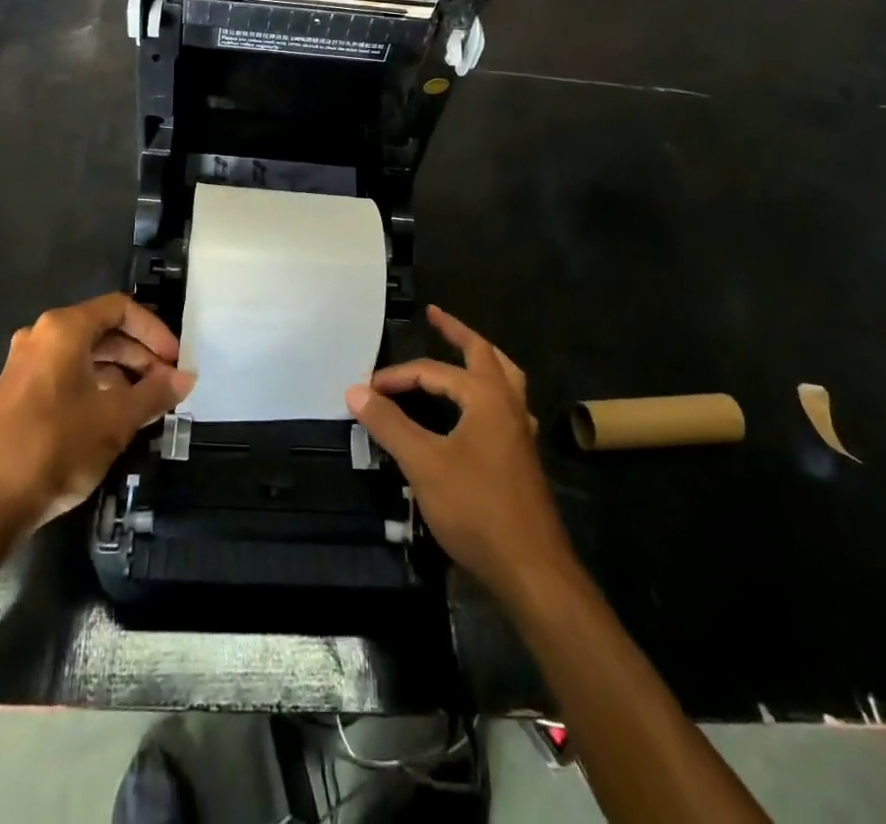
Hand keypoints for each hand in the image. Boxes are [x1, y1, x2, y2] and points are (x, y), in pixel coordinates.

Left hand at [0, 293, 192, 532]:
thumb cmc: (56, 447)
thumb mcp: (116, 419)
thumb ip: (155, 393)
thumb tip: (186, 377)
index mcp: (64, 329)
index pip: (120, 309)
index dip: (154, 330)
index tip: (175, 360)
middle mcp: (41, 336)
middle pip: (102, 330)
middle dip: (139, 354)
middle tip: (166, 383)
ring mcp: (24, 364)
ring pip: (84, 354)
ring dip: (120, 372)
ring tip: (147, 402)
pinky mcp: (16, 392)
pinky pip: (65, 374)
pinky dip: (95, 385)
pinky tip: (114, 416)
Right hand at [346, 306, 568, 602]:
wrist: (531, 568)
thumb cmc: (476, 508)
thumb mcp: (423, 463)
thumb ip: (389, 424)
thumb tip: (355, 390)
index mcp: (485, 396)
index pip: (433, 371)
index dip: (396, 376)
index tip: (366, 390)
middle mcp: (508, 403)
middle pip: (483, 354)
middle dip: (457, 332)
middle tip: (434, 315)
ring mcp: (519, 430)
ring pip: (503, 377)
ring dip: (479, 358)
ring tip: (461, 350)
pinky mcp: (521, 455)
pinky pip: (505, 404)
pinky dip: (487, 391)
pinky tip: (475, 409)